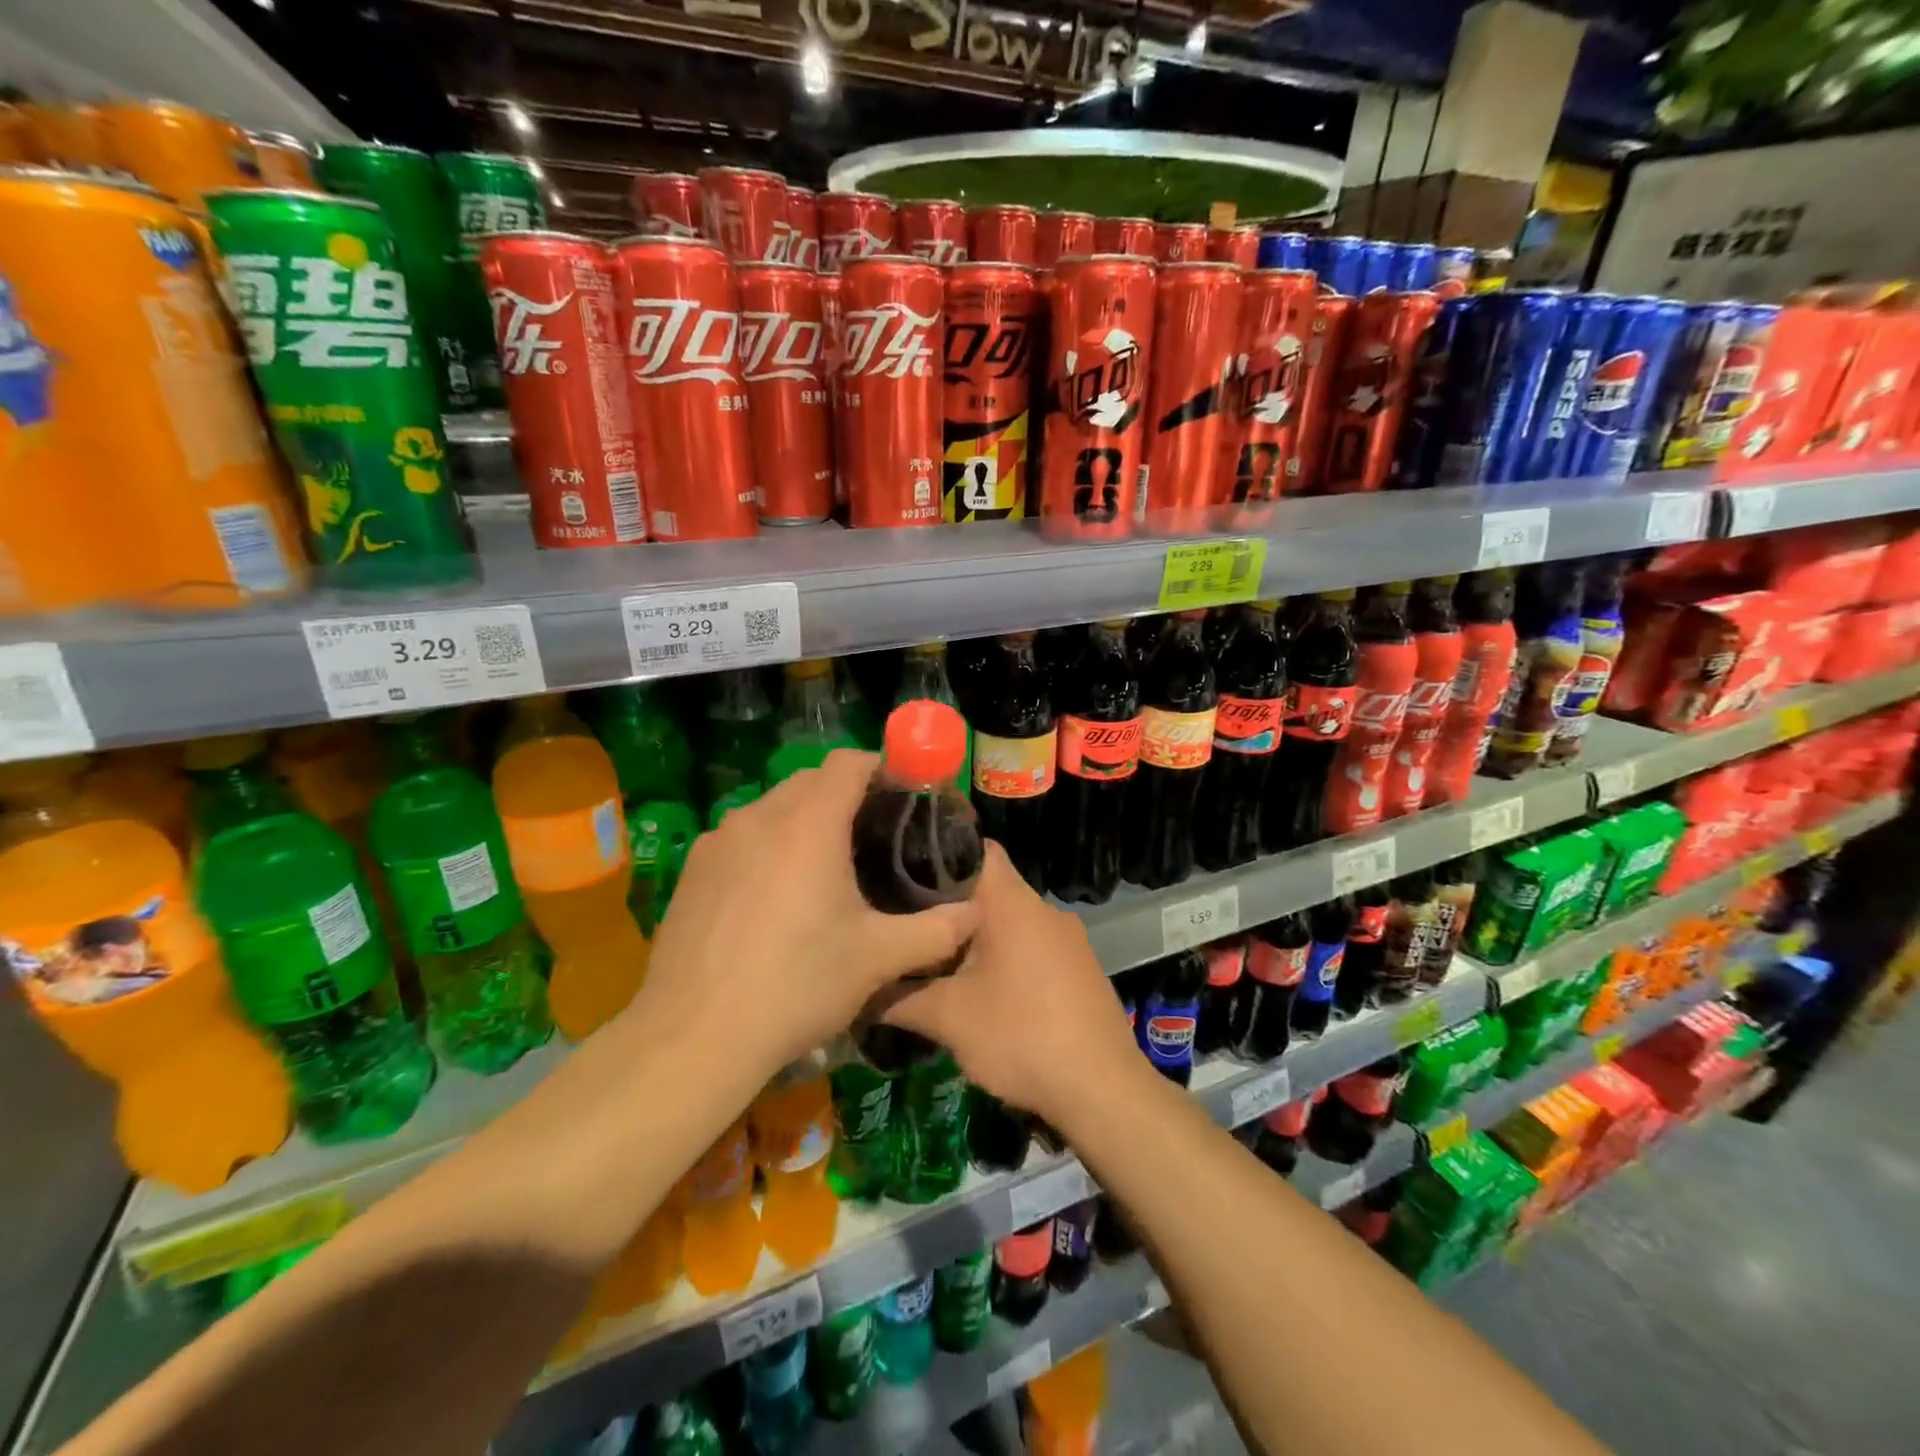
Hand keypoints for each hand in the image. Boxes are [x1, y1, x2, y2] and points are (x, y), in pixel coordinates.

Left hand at [626, 749, 977, 1090]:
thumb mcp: (878, 959)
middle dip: (845, 794)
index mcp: (808, 824)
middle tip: (874, 835)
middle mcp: (759, 818)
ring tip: (826, 866)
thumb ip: (936, 931)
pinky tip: (776, 897)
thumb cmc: (796, 984)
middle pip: (810, 780)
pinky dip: (768, 846)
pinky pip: (742, 838)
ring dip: (804, 819)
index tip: (904, 794)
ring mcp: (718, 842)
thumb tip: (975, 915)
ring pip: (772, 807)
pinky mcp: (692, 870)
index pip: (848, 763)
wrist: (694, 1036)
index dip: (881, 767)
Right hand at [881, 843, 1142, 1124]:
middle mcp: (1044, 909)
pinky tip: (981, 989)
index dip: (938, 852)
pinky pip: (1031, 946)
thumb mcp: (949, 1019)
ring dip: (976, 935)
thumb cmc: (1021, 1036)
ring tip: (933, 957)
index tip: (901, 867)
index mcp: (1013, 902)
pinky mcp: (1079, 968)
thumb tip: (858, 991)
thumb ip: (898, 998)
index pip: (976, 848)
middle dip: (947, 903)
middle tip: (904, 920)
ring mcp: (1068, 939)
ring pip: (1009, 920)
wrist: (1103, 1091)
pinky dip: (1004, 956)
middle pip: (989, 887)